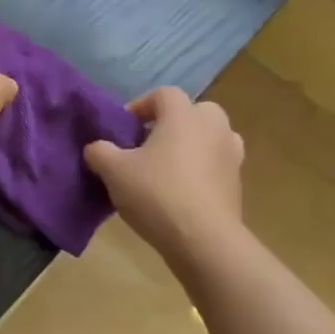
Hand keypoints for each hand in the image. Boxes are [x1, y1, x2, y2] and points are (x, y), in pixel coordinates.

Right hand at [84, 89, 245, 260]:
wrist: (203, 239)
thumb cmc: (156, 193)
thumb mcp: (113, 171)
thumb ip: (99, 152)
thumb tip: (96, 148)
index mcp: (184, 115)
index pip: (163, 93)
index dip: (140, 105)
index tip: (124, 129)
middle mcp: (213, 127)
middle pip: (193, 112)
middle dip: (171, 123)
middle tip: (147, 145)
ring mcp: (231, 155)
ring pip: (209, 138)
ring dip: (189, 146)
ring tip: (165, 168)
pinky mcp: (237, 183)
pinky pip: (215, 165)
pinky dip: (200, 170)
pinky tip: (180, 192)